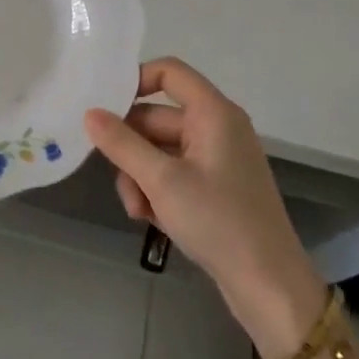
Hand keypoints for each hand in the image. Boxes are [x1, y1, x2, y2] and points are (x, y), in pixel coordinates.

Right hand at [85, 59, 324, 341]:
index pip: (169, 72)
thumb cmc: (218, 221)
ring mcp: (216, 159)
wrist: (268, 285)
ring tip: (138, 210)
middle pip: (157, 118)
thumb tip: (89, 113)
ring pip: (159, 151)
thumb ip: (121, 144)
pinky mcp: (214, 188)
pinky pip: (173, 174)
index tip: (103, 107)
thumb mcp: (161, 181)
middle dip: (131, 150)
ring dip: (140, 177)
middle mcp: (217, 128)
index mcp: (213, 113)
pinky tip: (151, 219)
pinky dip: (157, 192)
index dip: (135, 81)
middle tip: (117, 179)